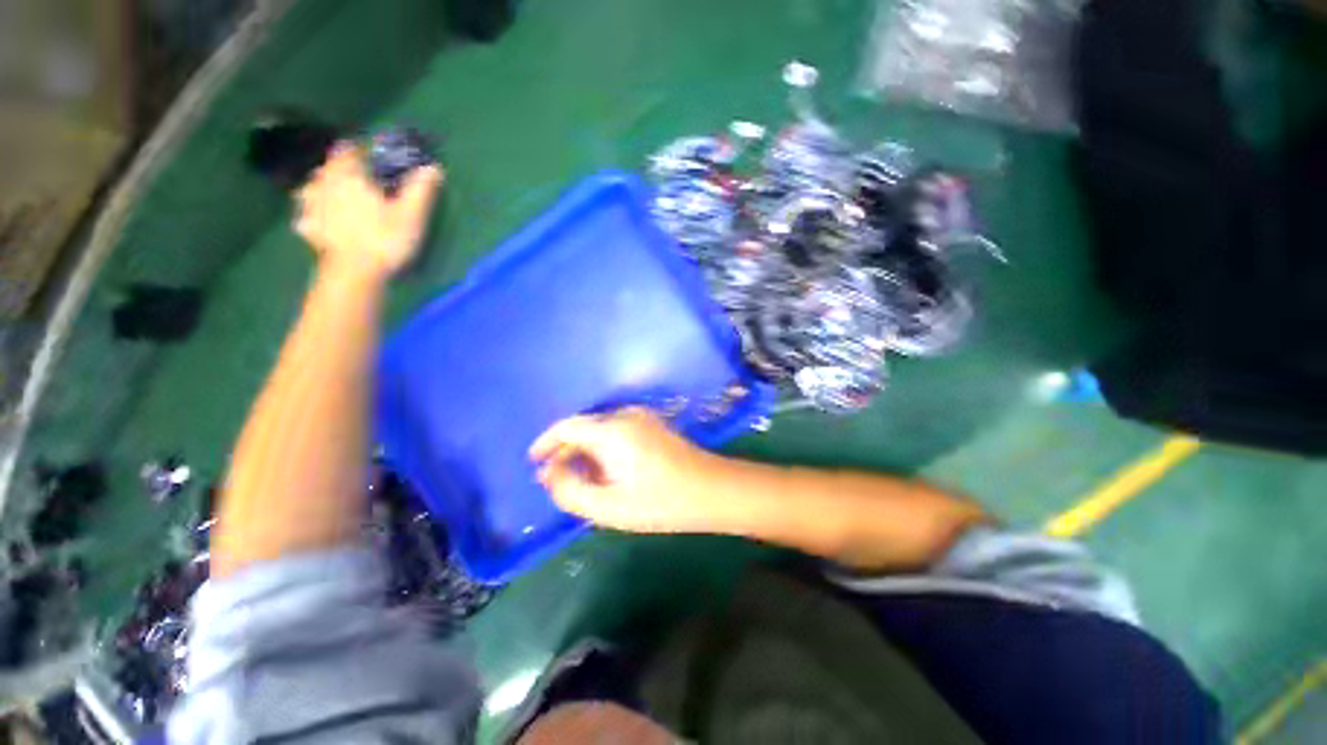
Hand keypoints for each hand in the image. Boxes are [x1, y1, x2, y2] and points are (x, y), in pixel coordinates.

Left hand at [294, 143, 443, 276]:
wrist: (354, 272)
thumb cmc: (384, 238)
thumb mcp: (411, 214)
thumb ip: (420, 189)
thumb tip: (433, 167)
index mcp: (348, 175)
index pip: (349, 150)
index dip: (361, 151)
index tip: (374, 158)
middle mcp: (324, 184)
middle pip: (329, 168)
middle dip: (342, 170)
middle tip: (360, 182)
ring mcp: (310, 206)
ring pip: (314, 188)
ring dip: (324, 189)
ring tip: (338, 199)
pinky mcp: (308, 228)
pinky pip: (308, 214)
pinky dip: (315, 214)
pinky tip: (324, 222)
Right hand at [529, 407, 731, 532]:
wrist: (712, 490)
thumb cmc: (660, 501)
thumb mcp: (608, 506)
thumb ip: (570, 490)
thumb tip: (549, 474)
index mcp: (611, 430)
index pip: (567, 427)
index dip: (546, 443)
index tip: (533, 462)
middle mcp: (625, 416)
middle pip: (584, 428)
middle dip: (566, 453)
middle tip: (556, 482)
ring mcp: (643, 418)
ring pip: (601, 431)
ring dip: (586, 453)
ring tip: (580, 482)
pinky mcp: (654, 425)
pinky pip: (618, 432)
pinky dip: (604, 449)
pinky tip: (606, 473)